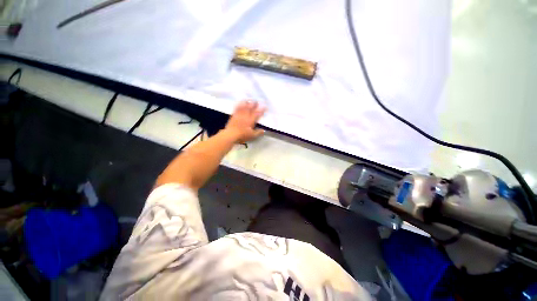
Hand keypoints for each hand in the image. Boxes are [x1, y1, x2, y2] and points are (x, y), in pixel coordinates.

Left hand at [224, 100, 265, 142]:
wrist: (231, 134)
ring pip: (244, 107)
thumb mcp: (252, 136)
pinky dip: (239, 105)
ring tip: (249, 100)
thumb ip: (258, 132)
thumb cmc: (242, 135)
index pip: (257, 114)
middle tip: (256, 101)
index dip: (261, 110)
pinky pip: (237, 109)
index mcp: (251, 120)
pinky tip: (240, 103)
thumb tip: (263, 130)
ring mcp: (239, 115)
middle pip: (250, 108)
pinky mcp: (233, 116)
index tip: (265, 106)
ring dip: (247, 103)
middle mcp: (245, 116)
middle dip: (254, 104)